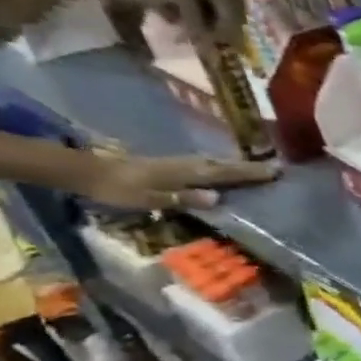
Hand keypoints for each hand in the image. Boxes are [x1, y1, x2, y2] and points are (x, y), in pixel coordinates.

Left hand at [76, 151, 279, 209]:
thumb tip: (217, 198)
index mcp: (184, 173)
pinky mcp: (171, 165)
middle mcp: (185, 164)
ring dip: (237, 164)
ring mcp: (178, 163)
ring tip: (258, 168)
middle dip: (250, 167)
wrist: (84, 171)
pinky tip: (225, 168)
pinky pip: (206, 164)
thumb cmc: (117, 189)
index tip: (277, 172)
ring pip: (215, 162)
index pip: (224, 173)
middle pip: (224, 164)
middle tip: (276, 168)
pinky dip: (222, 165)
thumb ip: (182, 198)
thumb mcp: (148, 198)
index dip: (250, 173)